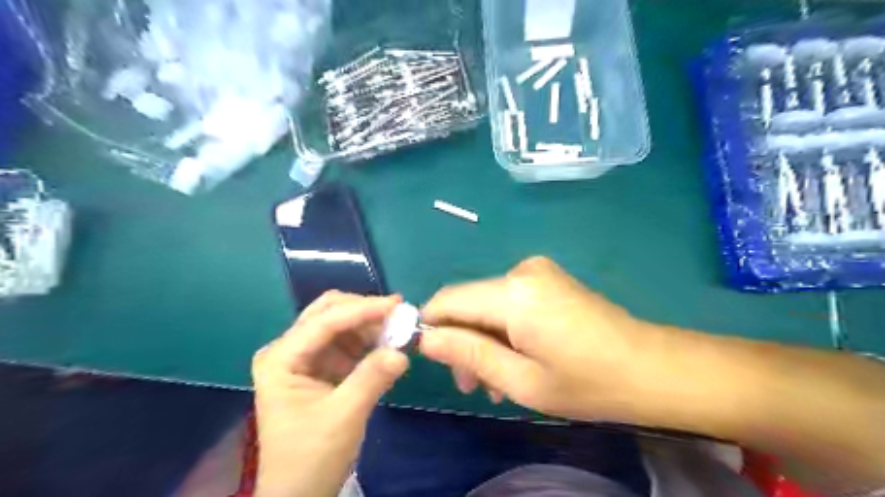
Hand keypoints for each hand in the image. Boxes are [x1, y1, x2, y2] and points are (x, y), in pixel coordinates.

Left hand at [255, 292, 409, 495]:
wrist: (299, 493)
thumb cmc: (311, 457)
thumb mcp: (343, 417)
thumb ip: (372, 379)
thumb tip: (403, 352)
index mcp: (281, 358)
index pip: (324, 321)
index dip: (362, 309)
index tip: (397, 304)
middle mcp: (289, 349)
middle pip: (328, 312)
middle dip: (363, 310)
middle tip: (398, 313)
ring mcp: (305, 357)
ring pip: (341, 323)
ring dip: (369, 323)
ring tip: (398, 329)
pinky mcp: (322, 367)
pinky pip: (348, 342)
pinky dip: (369, 339)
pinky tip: (388, 343)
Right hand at [419, 256, 659, 422]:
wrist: (651, 367)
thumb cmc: (588, 383)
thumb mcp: (521, 380)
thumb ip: (469, 354)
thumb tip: (426, 339)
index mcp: (513, 294)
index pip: (448, 299)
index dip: (432, 326)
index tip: (432, 360)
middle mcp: (520, 271)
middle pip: (469, 302)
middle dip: (462, 341)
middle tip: (472, 385)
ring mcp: (537, 271)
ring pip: (488, 304)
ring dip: (484, 340)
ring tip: (496, 383)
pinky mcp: (547, 278)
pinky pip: (509, 301)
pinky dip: (504, 329)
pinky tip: (516, 358)